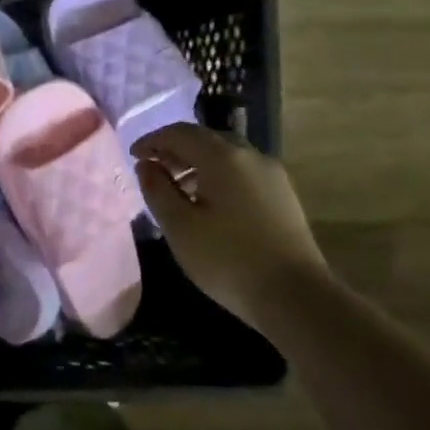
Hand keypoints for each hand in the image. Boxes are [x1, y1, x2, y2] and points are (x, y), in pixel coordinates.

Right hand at [132, 124, 328, 319]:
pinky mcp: (283, 195)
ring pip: (226, 155)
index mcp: (222, 157)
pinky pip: (242, 171)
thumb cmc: (228, 260)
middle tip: (153, 169)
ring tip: (177, 188)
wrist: (296, 296)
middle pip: (205, 139)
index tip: (134, 156)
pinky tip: (208, 203)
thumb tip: (146, 165)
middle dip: (175, 149)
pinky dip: (218, 176)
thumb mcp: (179, 226)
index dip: (152, 140)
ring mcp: (271, 174)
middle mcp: (250, 156)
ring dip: (196, 163)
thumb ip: (157, 189)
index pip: (179, 132)